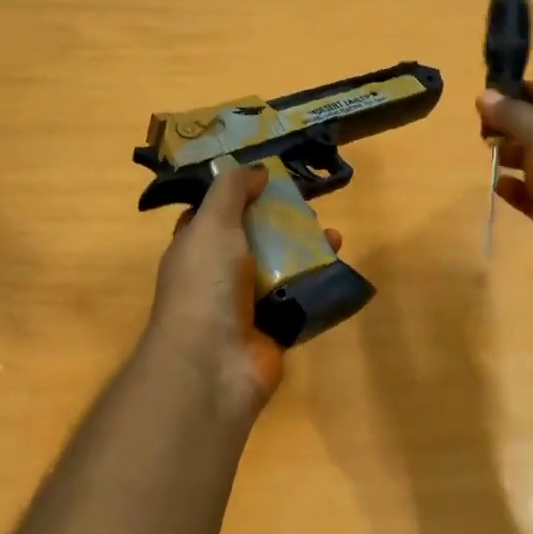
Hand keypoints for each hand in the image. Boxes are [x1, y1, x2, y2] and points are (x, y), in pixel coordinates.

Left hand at [144, 165, 342, 418]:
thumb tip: (256, 170)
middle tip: (309, 208)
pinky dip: (318, 285)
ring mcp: (246, 306)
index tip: (269, 180)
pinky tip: (337, 267)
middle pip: (253, 241)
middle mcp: (218, 276)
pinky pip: (299, 301)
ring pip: (280, 269)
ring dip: (306, 251)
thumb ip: (231, 191)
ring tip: (333, 236)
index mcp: (195, 250)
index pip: (213, 217)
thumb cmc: (206, 284)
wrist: (213, 362)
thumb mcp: (212, 224)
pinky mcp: (274, 330)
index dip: (239, 196)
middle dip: (281, 222)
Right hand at [479, 81, 532, 308]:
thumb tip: (483, 95)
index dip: (527, 90)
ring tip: (486, 150)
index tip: (491, 91)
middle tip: (481, 125)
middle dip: (514, 124)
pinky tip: (498, 185)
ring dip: (512, 155)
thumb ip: (511, 113)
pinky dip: (514, 188)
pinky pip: (531, 195)